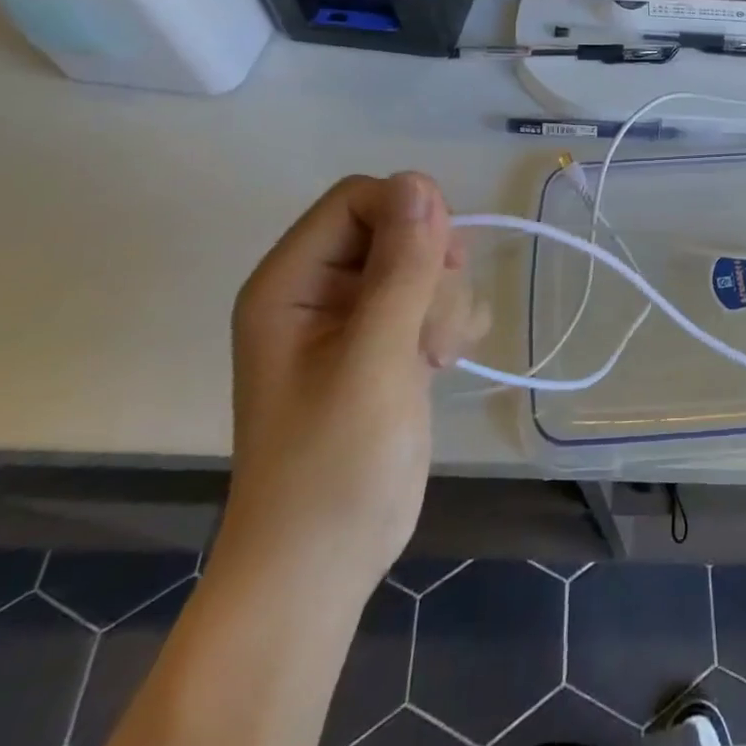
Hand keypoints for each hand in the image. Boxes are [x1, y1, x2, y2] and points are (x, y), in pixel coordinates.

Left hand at [219, 173, 488, 601]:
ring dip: (447, 303)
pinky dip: (453, 322)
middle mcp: (322, 291)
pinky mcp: (389, 346)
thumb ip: (399, 270)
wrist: (324, 564)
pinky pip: (436, 300)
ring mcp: (357, 321)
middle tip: (434, 330)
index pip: (359, 199)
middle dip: (433, 271)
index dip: (409, 216)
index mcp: (292, 282)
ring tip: (438, 357)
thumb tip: (420, 182)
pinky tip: (447, 362)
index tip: (442, 264)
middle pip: (399, 229)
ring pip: (426, 265)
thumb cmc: (333, 464)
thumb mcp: (373, 360)